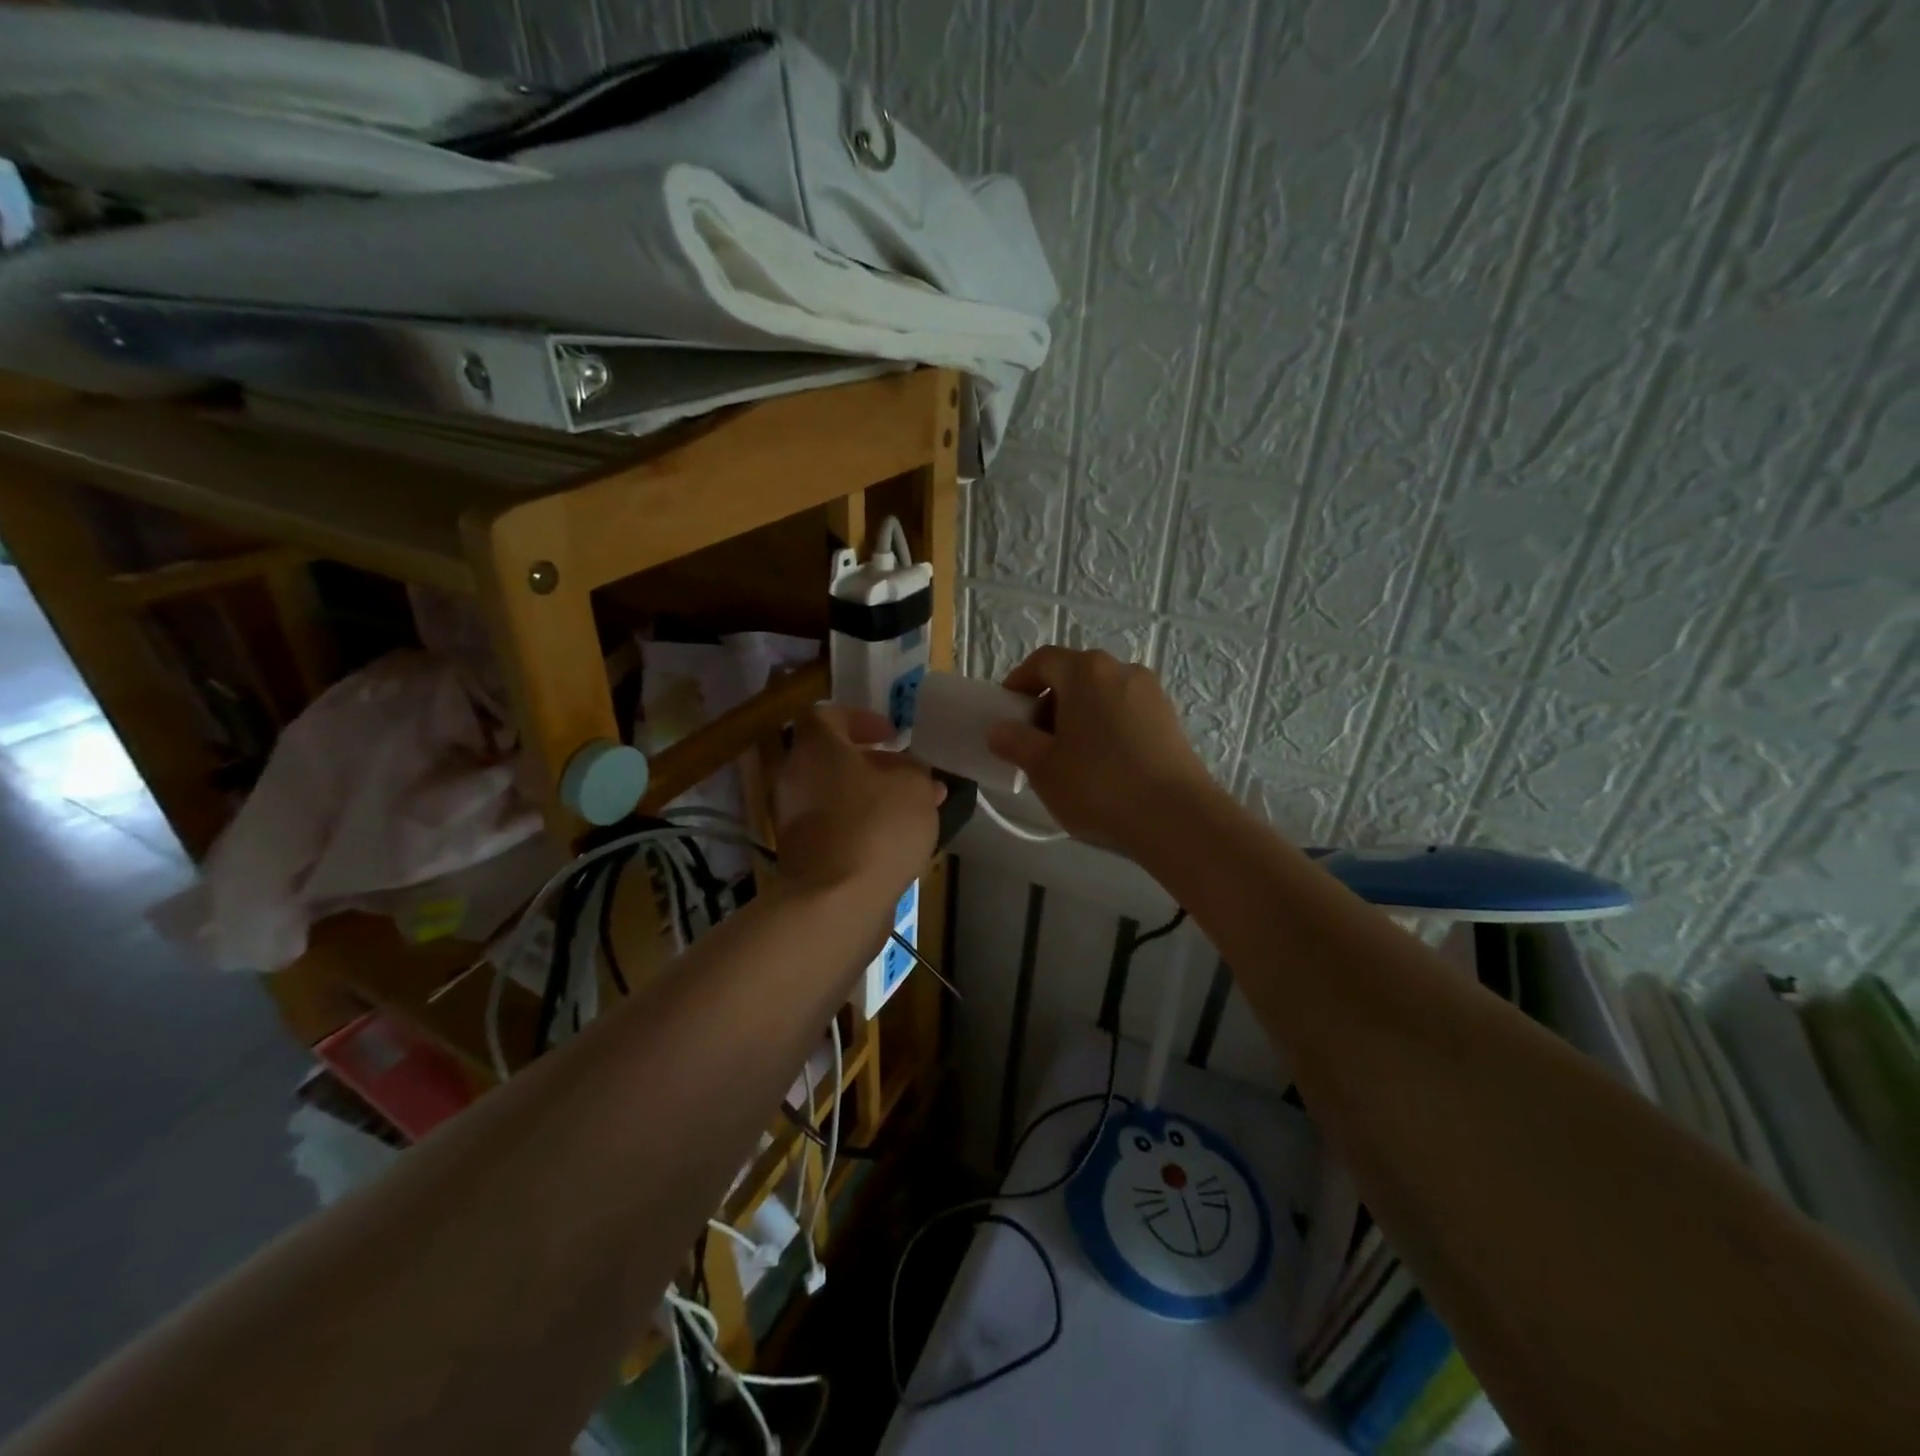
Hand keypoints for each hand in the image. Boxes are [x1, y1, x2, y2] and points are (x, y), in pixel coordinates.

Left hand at [774, 705, 943, 902]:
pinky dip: (858, 826)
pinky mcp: (798, 854)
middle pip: (830, 758)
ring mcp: (790, 818)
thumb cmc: (876, 827)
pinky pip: (831, 826)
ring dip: (867, 797)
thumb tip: (911, 772)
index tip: (892, 736)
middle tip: (908, 776)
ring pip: (833, 794)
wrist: (835, 901)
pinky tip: (892, 842)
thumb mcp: (915, 787)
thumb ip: (915, 771)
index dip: (861, 719)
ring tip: (910, 812)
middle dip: (871, 764)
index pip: (827, 715)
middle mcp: (794, 777)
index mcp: (816, 747)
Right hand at [985, 648, 1217, 854]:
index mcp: (1086, 671)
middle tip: (1035, 740)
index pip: (1042, 661)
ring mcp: (1151, 693)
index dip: (1019, 682)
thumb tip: (998, 728)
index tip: (1008, 712)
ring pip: (1101, 694)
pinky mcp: (1169, 719)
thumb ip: (1014, 741)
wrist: (1176, 817)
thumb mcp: (1042, 767)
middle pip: (1074, 675)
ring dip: (1078, 716)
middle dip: (1049, 702)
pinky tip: (1103, 764)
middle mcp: (1121, 669)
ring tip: (1070, 757)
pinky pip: (1125, 712)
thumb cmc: (1098, 785)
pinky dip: (1106, 727)